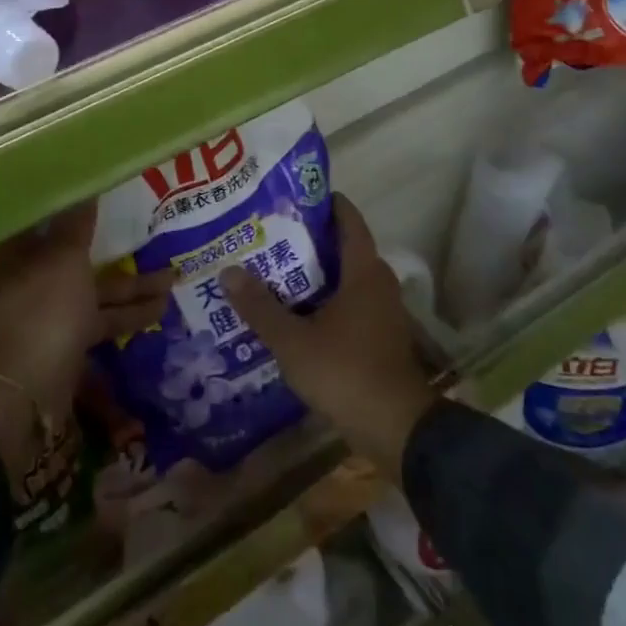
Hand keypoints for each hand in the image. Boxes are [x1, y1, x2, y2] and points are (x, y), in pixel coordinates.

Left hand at [0, 203, 173, 482]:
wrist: (21, 398)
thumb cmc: (40, 313)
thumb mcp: (63, 260)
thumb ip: (76, 224)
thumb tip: (84, 185)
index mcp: (14, 255)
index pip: (41, 219)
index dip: (70, 206)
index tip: (101, 194)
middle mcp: (25, 281)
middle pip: (73, 256)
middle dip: (113, 250)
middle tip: (149, 234)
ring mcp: (43, 316)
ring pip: (91, 292)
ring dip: (130, 287)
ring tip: (173, 279)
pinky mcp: (61, 345)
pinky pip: (97, 322)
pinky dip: (125, 317)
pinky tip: (159, 311)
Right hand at [223, 195, 438, 481]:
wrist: (397, 429)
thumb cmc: (346, 373)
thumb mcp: (294, 341)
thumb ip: (260, 307)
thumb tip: (228, 271)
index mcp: (364, 272)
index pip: (348, 221)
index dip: (326, 203)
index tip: (294, 195)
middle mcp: (378, 283)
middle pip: (344, 248)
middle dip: (310, 239)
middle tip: (270, 233)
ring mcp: (382, 312)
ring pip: (346, 279)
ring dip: (316, 273)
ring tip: (274, 270)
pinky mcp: (380, 337)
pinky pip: (349, 304)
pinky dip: (325, 300)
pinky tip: (295, 312)